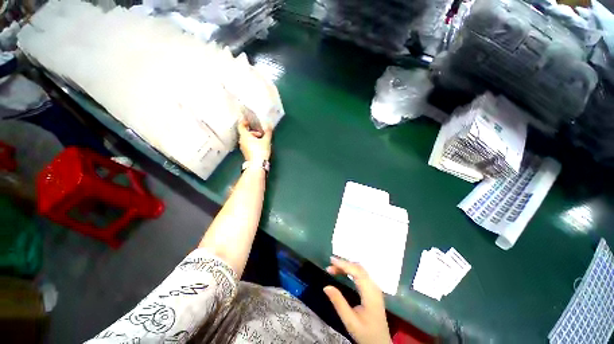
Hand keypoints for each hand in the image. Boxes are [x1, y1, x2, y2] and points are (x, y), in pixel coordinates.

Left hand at [238, 120, 271, 161]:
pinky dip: (252, 143)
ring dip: (253, 138)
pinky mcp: (246, 152)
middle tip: (261, 134)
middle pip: (245, 133)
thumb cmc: (260, 151)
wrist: (257, 164)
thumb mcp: (266, 140)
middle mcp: (242, 141)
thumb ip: (268, 132)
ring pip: (246, 139)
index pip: (241, 126)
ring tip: (261, 140)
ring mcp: (243, 147)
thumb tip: (269, 126)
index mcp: (245, 136)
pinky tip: (259, 146)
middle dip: (253, 132)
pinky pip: (248, 144)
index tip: (249, 121)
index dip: (244, 122)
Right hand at [324, 257, 391, 343]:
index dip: (344, 264)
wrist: (380, 343)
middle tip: (330, 266)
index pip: (357, 272)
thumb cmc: (366, 333)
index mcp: (370, 294)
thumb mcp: (350, 321)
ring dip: (347, 266)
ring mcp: (375, 287)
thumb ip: (339, 303)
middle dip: (344, 264)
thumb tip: (326, 287)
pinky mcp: (373, 289)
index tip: (331, 261)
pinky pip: (362, 274)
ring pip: (360, 270)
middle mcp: (374, 287)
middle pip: (359, 268)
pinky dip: (351, 270)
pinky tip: (343, 272)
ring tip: (333, 268)